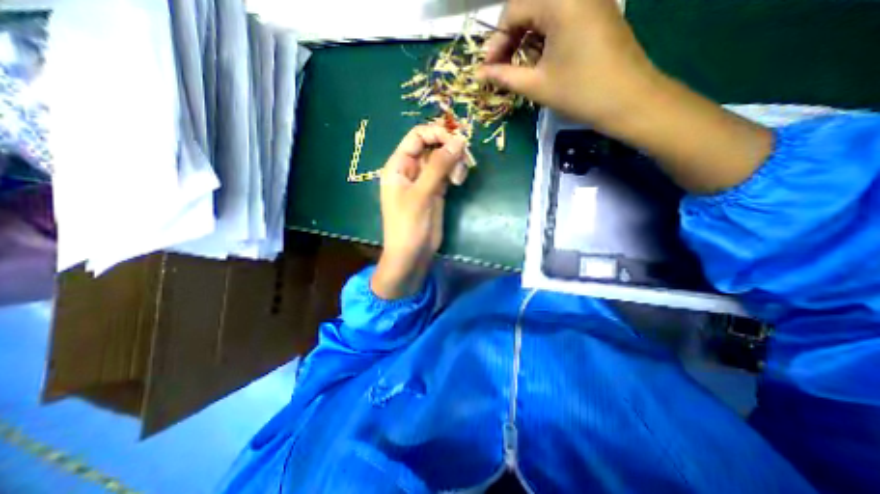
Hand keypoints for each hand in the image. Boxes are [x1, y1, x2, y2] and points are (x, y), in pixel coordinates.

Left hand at [370, 126, 466, 299]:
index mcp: (399, 166)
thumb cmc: (409, 226)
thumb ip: (438, 166)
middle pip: (432, 146)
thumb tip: (459, 140)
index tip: (457, 141)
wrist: (412, 254)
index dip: (436, 133)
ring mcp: (424, 181)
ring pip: (442, 159)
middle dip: (449, 149)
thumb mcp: (422, 194)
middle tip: (464, 160)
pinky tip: (459, 181)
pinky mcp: (436, 191)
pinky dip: (455, 172)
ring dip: (455, 162)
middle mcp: (411, 169)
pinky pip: (447, 173)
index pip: (417, 136)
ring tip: (459, 178)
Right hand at [479, 1, 772, 191]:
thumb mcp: (536, 85)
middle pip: (529, 6)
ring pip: (545, 12)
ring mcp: (590, 0)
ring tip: (517, 66)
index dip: (496, 41)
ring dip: (525, 37)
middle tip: (501, 67)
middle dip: (509, 38)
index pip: (513, 10)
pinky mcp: (598, 13)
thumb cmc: (579, 92)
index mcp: (560, 2)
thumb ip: (504, 76)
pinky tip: (539, 58)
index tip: (488, 68)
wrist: (629, 100)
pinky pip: (562, 17)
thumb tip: (480, 74)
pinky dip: (544, 36)